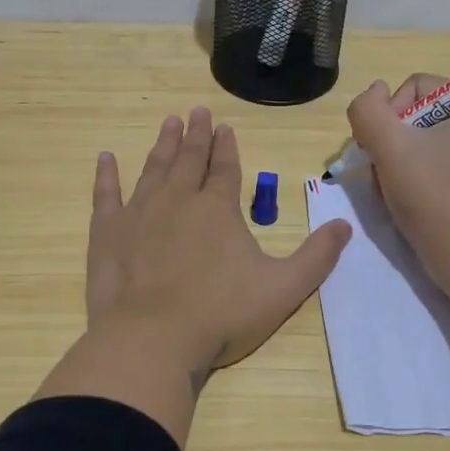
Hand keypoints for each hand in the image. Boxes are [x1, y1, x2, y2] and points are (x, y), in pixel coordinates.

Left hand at [86, 107, 351, 377]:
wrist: (153, 338)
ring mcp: (139, 212)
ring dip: (162, 145)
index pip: (226, 168)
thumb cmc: (222, 314)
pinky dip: (106, 175)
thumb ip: (316, 257)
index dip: (227, 147)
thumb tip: (344, 225)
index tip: (224, 127)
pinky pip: (106, 194)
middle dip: (195, 135)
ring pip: (154, 169)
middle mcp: (178, 200)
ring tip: (168, 124)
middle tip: (195, 111)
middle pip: (189, 159)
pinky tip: (105, 157)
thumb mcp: (283, 289)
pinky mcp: (107, 232)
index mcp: (218, 209)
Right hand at [346, 75, 449, 296]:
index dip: (388, 116)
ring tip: (395, 193)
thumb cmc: (433, 199)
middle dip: (394, 143)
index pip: (417, 88)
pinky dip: (422, 179)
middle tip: (383, 176)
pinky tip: (412, 202)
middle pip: (421, 116)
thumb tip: (374, 92)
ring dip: (402, 163)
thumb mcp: (388, 146)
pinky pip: (444, 165)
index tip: (380, 152)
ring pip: (428, 143)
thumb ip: (368, 109)